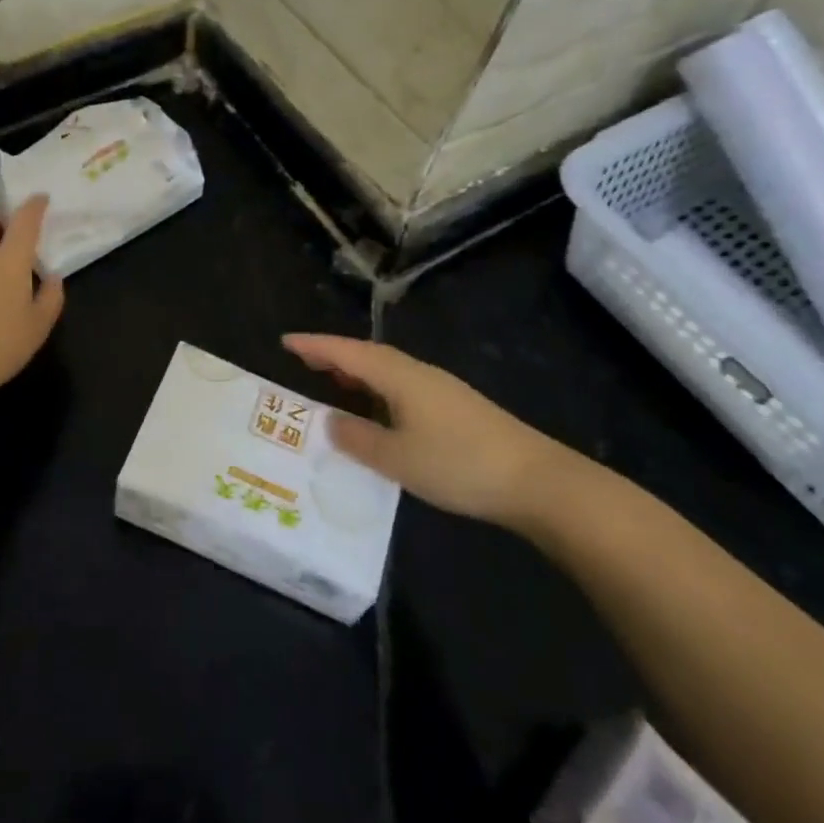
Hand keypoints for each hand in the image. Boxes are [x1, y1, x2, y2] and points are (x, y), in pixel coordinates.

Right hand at [283, 334, 580, 524]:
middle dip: (334, 355)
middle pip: (368, 355)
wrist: (538, 481)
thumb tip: (330, 421)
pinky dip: (378, 389)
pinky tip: (379, 410)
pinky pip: (402, 386)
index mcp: (399, 376)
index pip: (347, 352)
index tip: (285, 341)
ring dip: (357, 372)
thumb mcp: (398, 458)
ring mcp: (441, 389)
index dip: (315, 346)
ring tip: (333, 382)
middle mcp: (418, 373)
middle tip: (303, 360)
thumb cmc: (460, 464)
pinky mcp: (456, 408)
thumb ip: (358, 439)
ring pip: (387, 370)